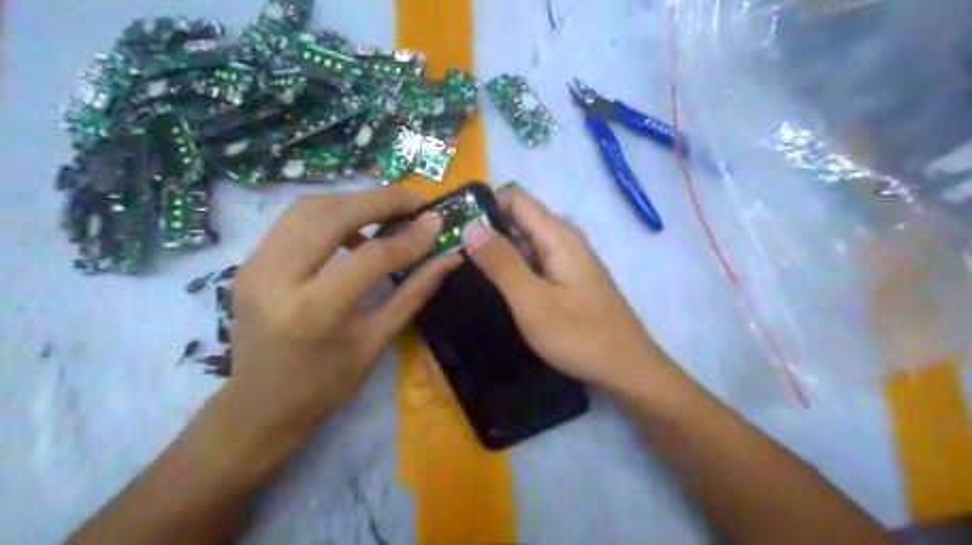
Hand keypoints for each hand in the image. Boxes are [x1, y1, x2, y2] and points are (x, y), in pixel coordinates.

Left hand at [221, 190, 460, 452]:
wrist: (259, 406)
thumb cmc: (325, 384)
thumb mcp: (376, 341)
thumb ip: (414, 293)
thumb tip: (449, 258)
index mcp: (313, 312)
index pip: (369, 256)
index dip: (409, 236)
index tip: (437, 221)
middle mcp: (275, 279)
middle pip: (331, 215)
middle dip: (379, 200)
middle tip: (415, 201)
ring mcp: (254, 266)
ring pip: (307, 208)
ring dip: (353, 201)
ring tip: (389, 211)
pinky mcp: (249, 261)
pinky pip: (294, 221)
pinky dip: (330, 214)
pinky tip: (355, 228)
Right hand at [463, 187, 669, 392]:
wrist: (627, 369)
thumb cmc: (579, 336)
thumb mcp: (532, 302)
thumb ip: (501, 262)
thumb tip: (470, 225)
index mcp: (558, 235)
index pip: (514, 198)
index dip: (484, 207)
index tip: (455, 230)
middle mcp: (565, 239)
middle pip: (519, 219)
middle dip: (487, 232)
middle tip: (454, 256)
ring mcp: (569, 259)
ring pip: (525, 242)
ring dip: (498, 252)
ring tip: (467, 273)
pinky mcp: (569, 278)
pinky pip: (535, 261)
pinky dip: (514, 268)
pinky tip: (498, 288)